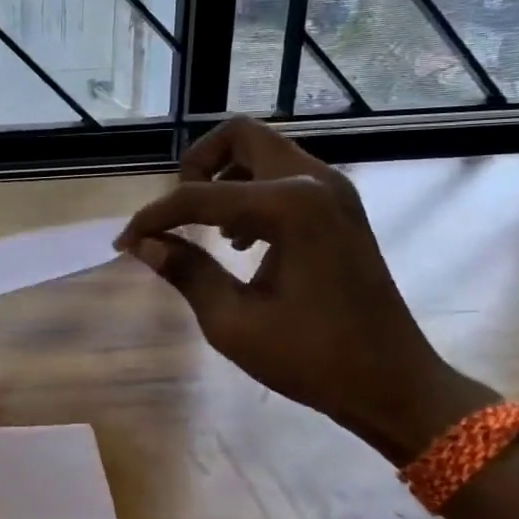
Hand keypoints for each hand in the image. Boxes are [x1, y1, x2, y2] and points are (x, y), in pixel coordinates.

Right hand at [116, 118, 491, 463]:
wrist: (393, 382)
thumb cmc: (313, 359)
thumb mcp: (234, 323)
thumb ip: (186, 272)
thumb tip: (143, 245)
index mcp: (290, 207)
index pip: (200, 195)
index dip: (154, 218)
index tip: (125, 244)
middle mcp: (315, 181)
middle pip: (239, 136)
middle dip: (196, 166)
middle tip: (176, 214)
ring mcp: (334, 191)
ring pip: (263, 152)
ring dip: (224, 177)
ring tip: (207, 231)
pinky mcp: (340, 208)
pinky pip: (284, 175)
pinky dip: (251, 192)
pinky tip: (241, 241)